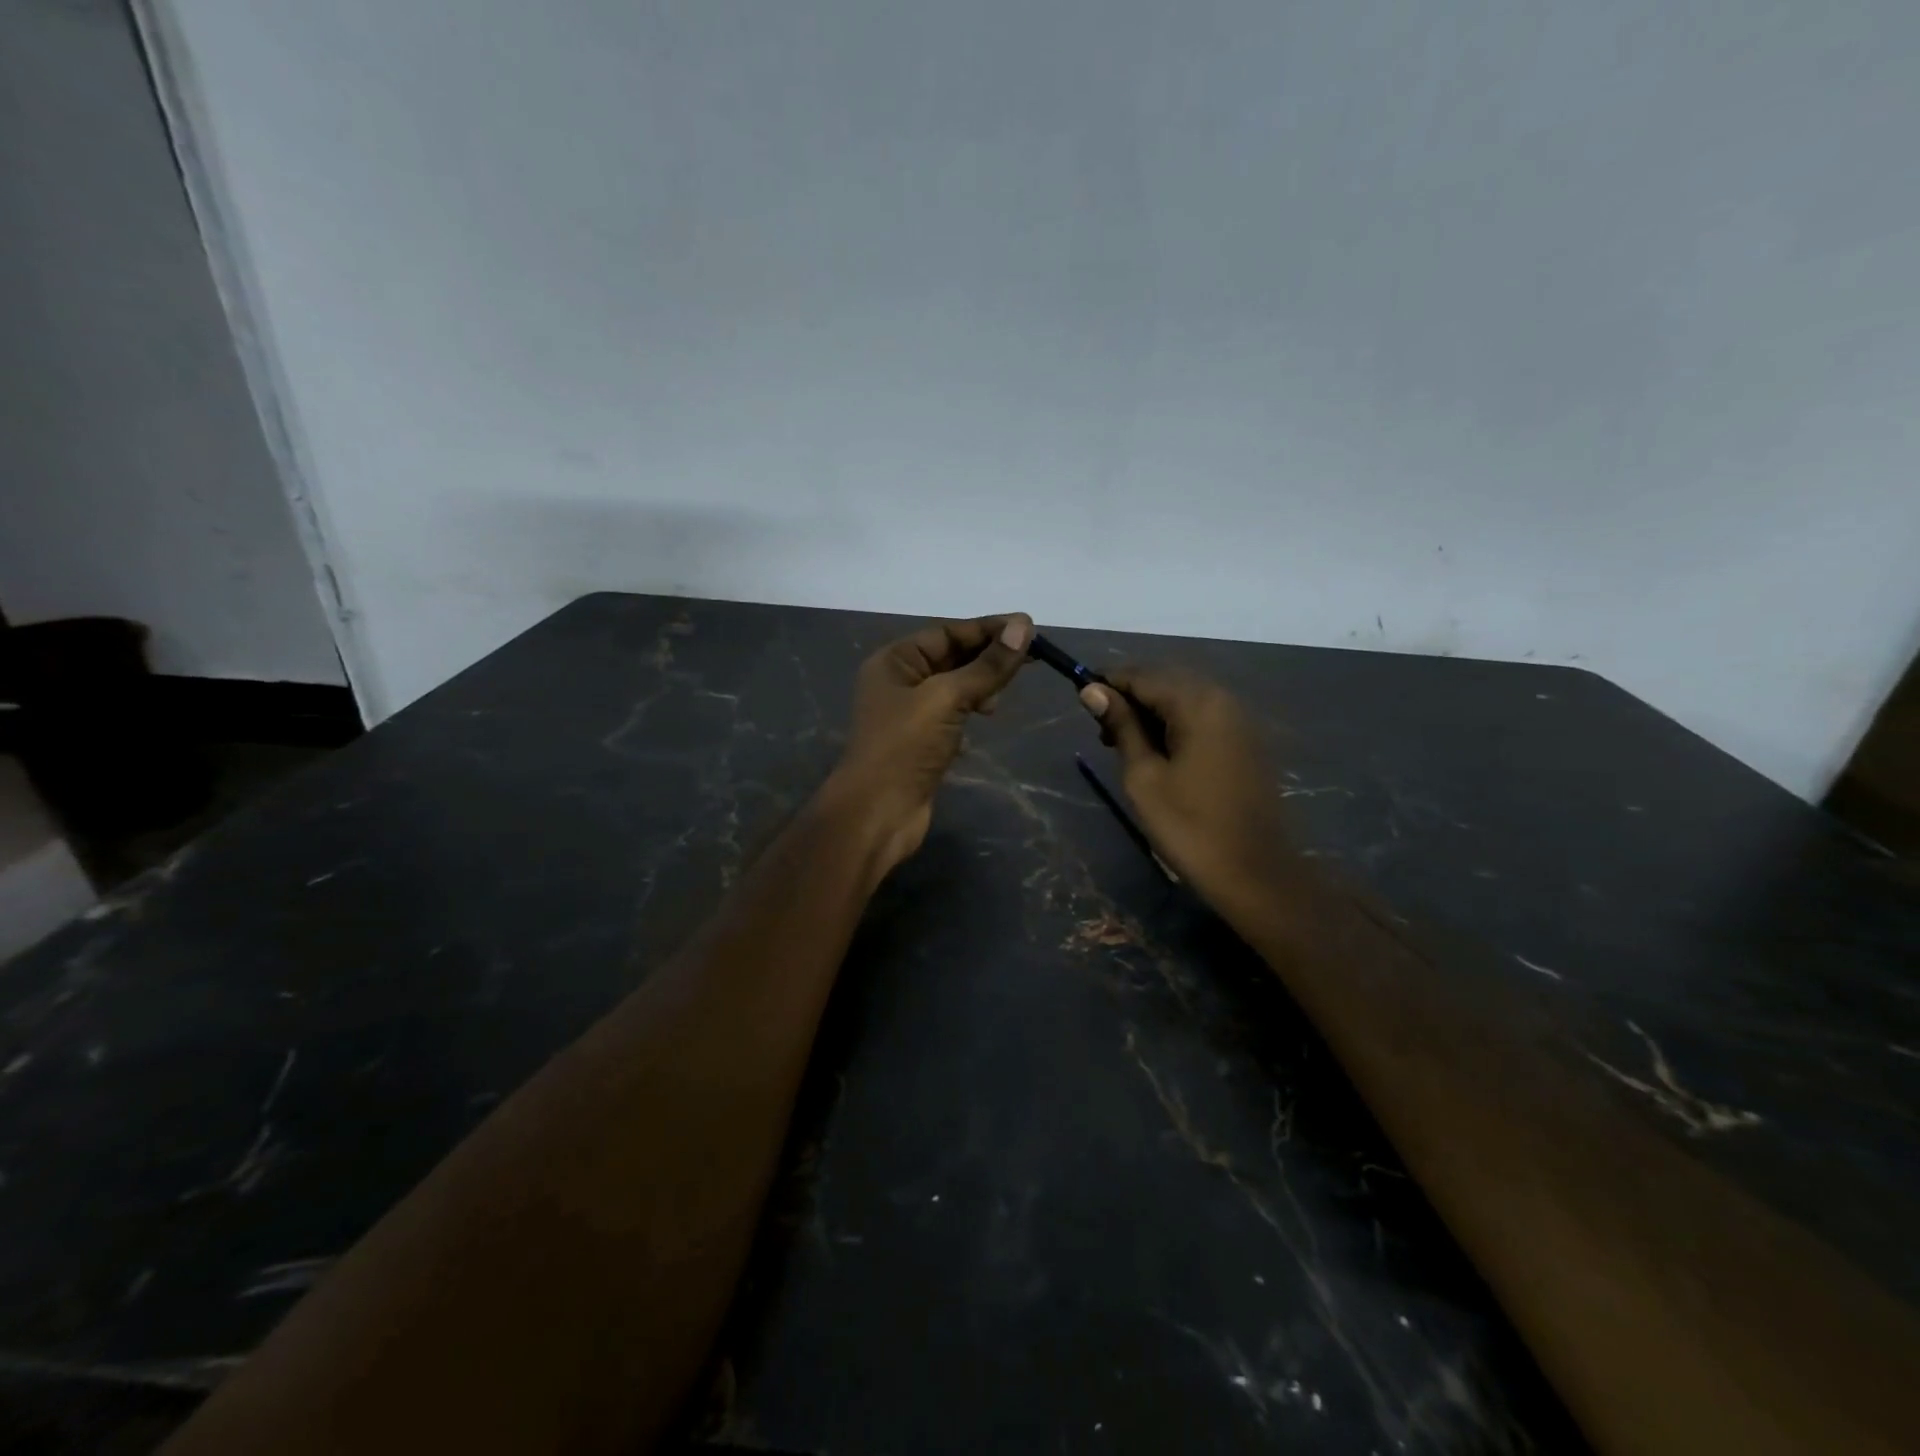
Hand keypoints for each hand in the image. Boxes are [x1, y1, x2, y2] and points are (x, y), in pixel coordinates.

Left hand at [826, 613, 1033, 874]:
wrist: (877, 813)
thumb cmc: (905, 747)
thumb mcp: (947, 698)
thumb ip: (987, 665)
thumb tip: (1023, 626)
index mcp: (894, 661)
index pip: (947, 632)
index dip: (988, 629)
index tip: (1028, 629)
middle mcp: (899, 682)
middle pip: (951, 657)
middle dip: (987, 657)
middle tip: (1031, 658)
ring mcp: (909, 714)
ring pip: (954, 687)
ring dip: (981, 686)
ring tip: (1001, 697)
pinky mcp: (921, 742)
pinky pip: (952, 715)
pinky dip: (971, 712)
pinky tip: (986, 717)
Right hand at [1077, 666, 1293, 916]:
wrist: (1255, 873)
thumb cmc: (1189, 826)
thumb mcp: (1144, 776)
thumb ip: (1121, 726)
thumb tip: (1092, 690)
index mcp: (1198, 703)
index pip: (1142, 675)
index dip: (1108, 684)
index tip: (1080, 702)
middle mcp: (1223, 699)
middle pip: (1165, 682)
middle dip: (1131, 698)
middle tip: (1103, 734)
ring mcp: (1240, 720)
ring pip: (1184, 699)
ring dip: (1152, 713)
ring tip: (1125, 746)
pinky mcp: (1246, 741)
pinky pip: (1203, 717)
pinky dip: (1176, 725)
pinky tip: (1159, 753)